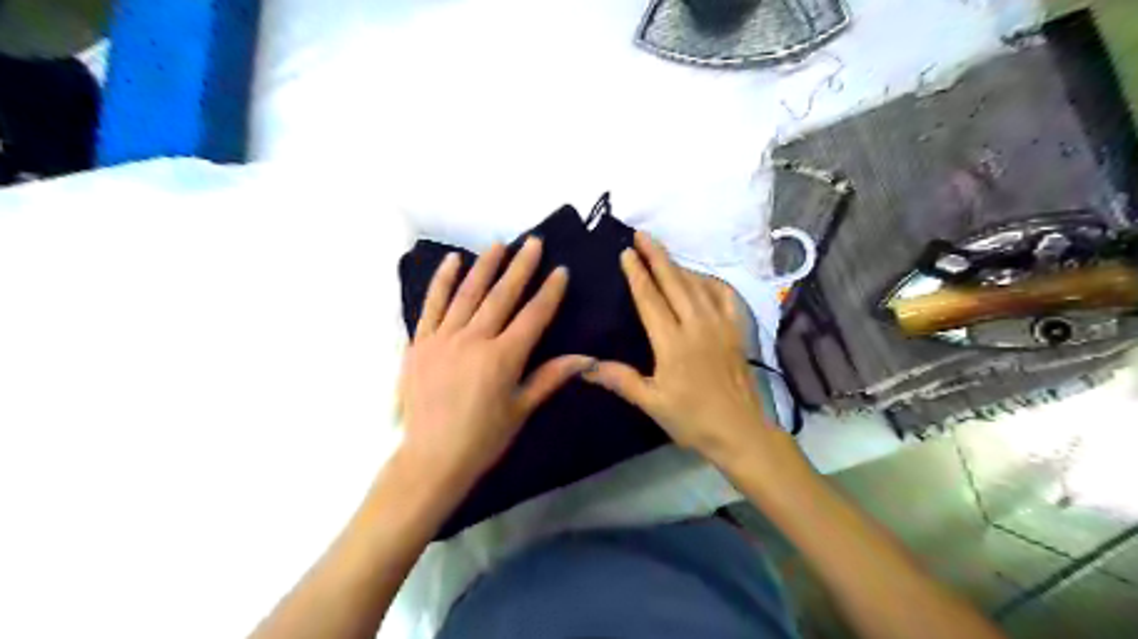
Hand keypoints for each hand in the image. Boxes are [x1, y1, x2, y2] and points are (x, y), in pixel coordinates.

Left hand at [396, 236, 595, 489]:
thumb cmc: (483, 439)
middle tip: (533, 242)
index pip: (533, 316)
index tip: (561, 271)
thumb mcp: (521, 409)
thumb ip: (550, 377)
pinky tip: (452, 260)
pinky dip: (442, 281)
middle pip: (501, 296)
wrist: (431, 458)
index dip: (550, 292)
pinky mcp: (419, 342)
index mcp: (503, 357)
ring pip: (468, 293)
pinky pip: (431, 305)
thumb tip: (586, 358)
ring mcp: (443, 338)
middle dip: (520, 267)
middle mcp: (474, 340)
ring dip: (485, 266)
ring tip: (499, 244)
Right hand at [587, 232, 783, 465]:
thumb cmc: (692, 419)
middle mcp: (697, 325)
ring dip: (678, 265)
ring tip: (663, 252)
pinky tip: (701, 278)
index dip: (637, 274)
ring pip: (697, 285)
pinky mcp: (737, 331)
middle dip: (656, 256)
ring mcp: (720, 325)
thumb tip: (583, 365)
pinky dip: (710, 282)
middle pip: (674, 282)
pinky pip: (724, 296)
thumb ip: (619, 379)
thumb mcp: (651, 403)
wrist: (741, 431)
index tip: (626, 252)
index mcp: (672, 341)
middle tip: (641, 234)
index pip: (650, 298)